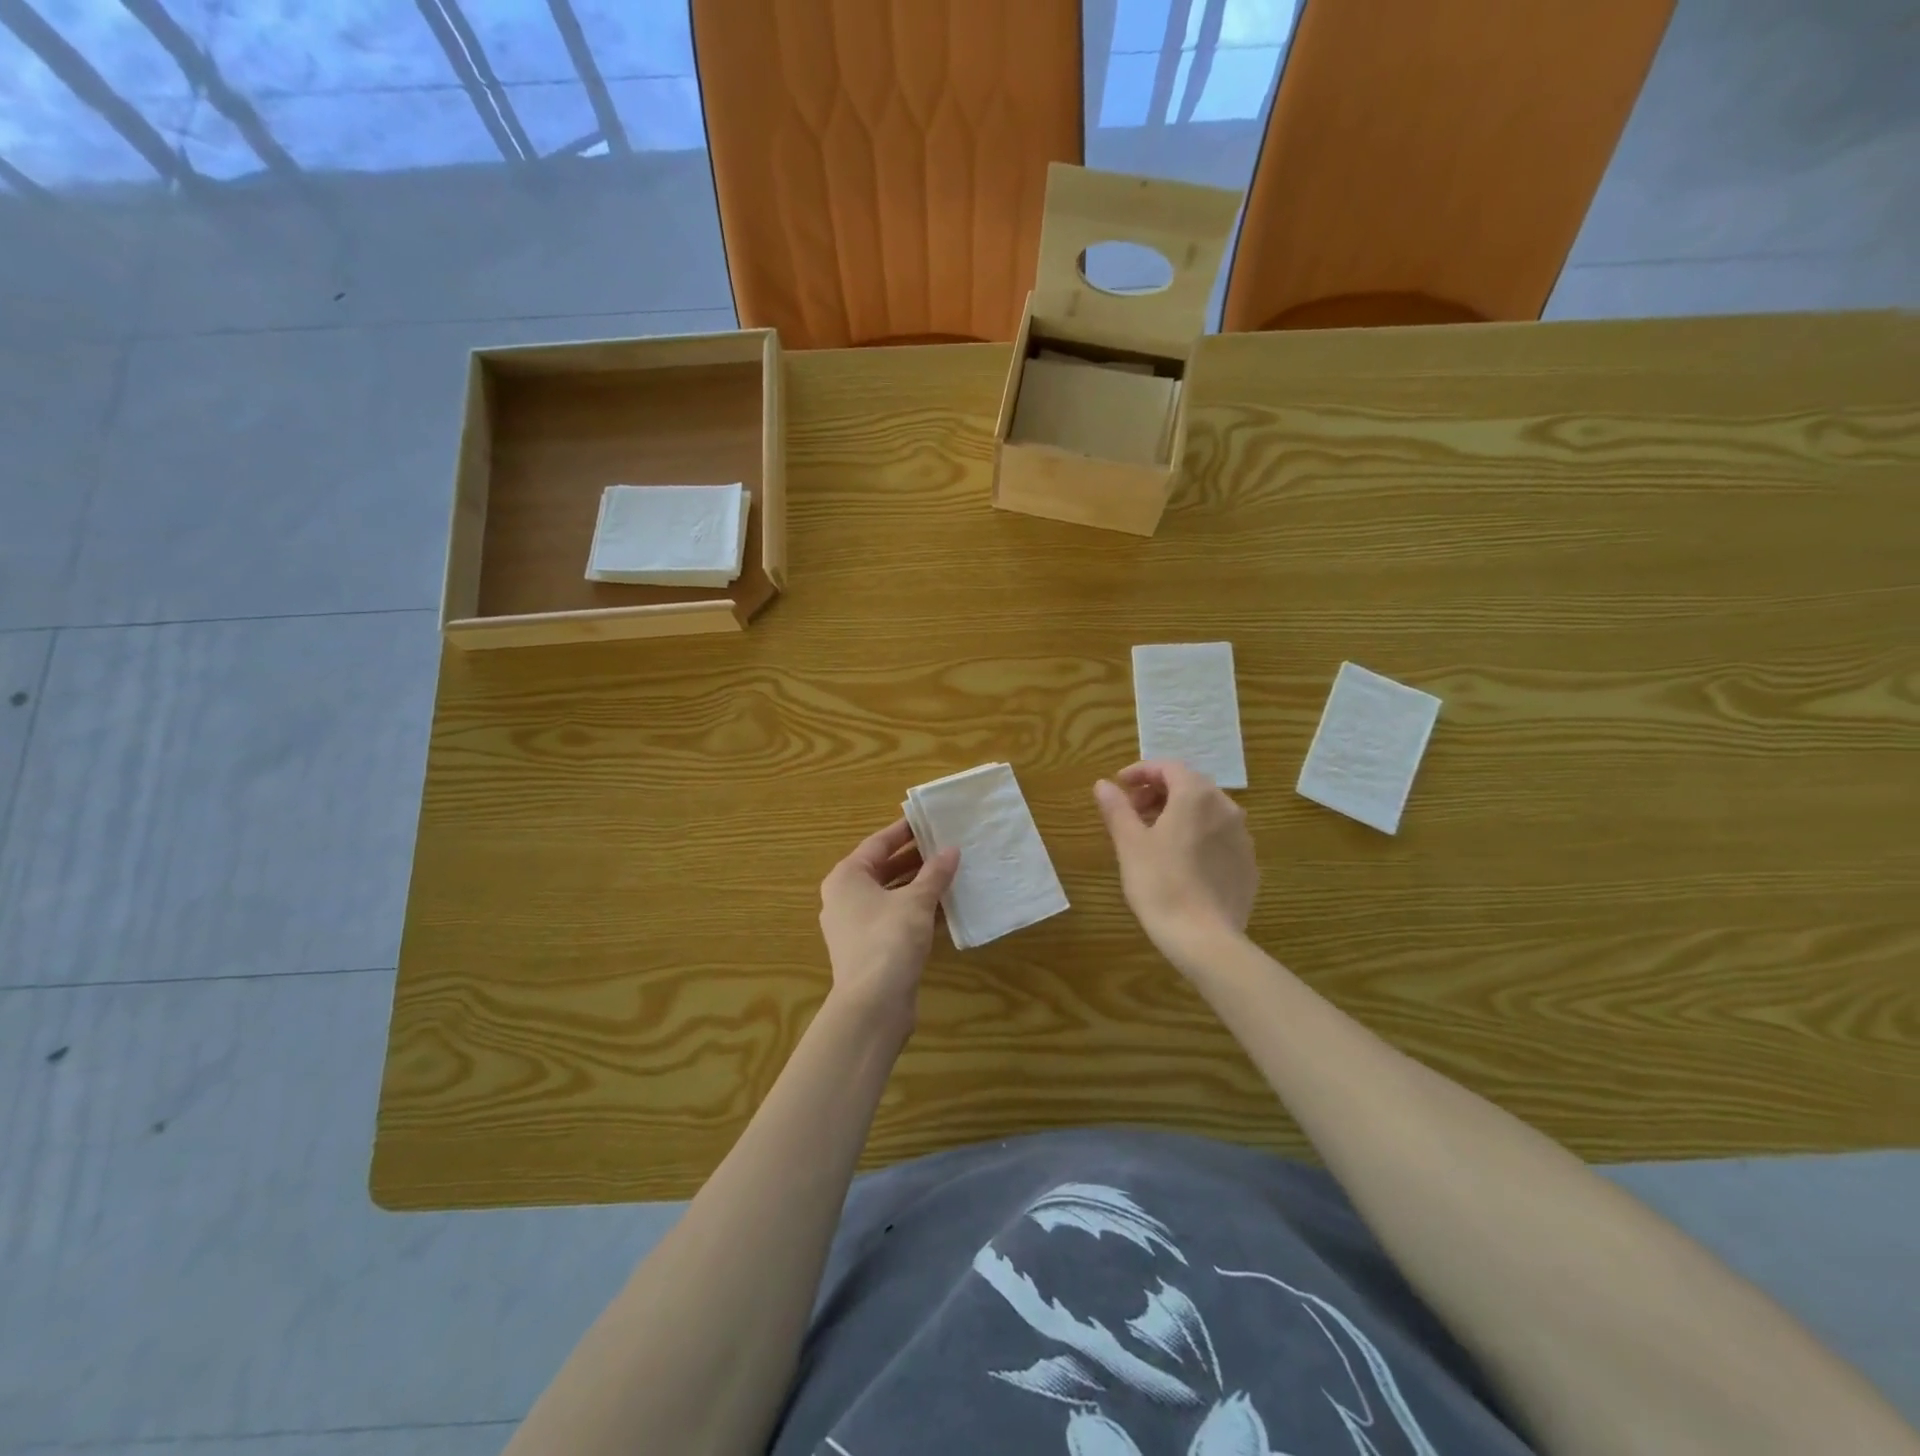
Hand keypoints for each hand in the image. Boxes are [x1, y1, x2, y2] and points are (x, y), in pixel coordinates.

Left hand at [818, 819, 959, 1036]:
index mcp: (847, 877)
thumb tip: (952, 850)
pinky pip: (894, 919)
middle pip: (883, 869)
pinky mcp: (869, 949)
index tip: (930, 820)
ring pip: (891, 895)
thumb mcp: (917, 901)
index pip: (878, 843)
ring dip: (919, 886)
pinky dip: (916, 912)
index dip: (905, 831)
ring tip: (952, 873)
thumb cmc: (889, 940)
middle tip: (947, 846)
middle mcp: (845, 897)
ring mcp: (855, 925)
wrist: (872, 1005)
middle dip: (916, 859)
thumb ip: (935, 873)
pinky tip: (946, 909)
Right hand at [1094, 760, 1257, 955]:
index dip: (1141, 771)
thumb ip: (1117, 808)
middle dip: (1159, 791)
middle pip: (1190, 785)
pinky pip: (1220, 836)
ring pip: (1207, 811)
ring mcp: (1242, 837)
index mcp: (1196, 796)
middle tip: (1132, 810)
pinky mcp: (1248, 864)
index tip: (1119, 785)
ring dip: (1179, 812)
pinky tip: (1180, 860)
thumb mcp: (1129, 844)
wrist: (1204, 939)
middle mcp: (1226, 808)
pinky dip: (1198, 835)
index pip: (1168, 767)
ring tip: (1153, 835)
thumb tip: (1103, 785)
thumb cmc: (1160, 884)